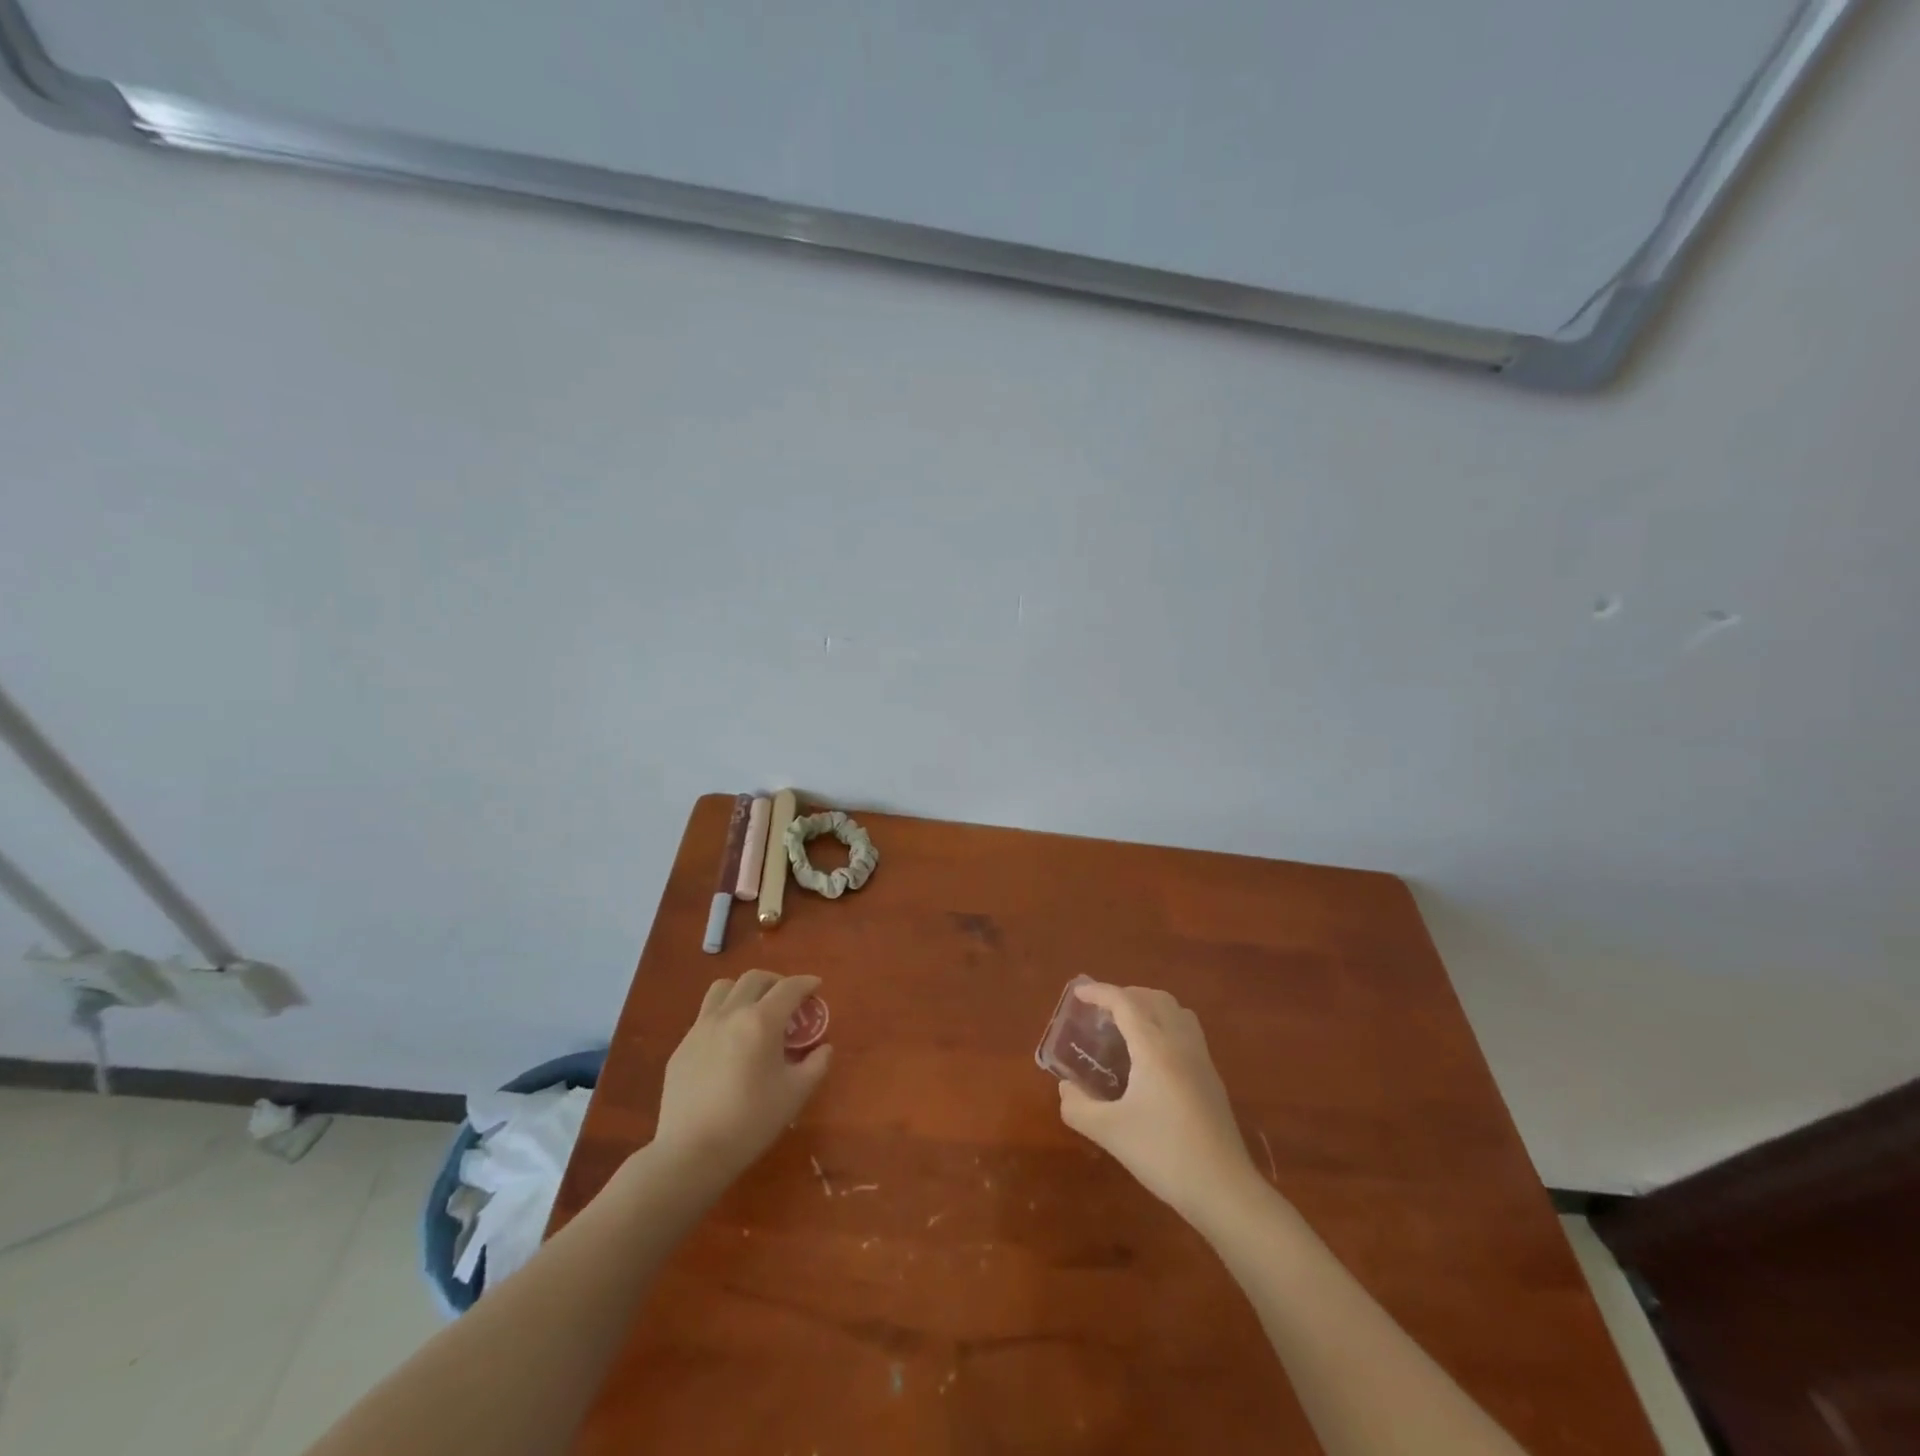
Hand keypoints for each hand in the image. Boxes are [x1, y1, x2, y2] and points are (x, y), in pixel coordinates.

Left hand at [651, 970, 831, 1184]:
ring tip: (754, 1009)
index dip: (806, 983)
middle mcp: (730, 1014)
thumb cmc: (751, 1121)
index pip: (789, 988)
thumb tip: (824, 1048)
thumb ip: (816, 1065)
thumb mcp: (795, 1094)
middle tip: (788, 1000)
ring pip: (723, 988)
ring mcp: (701, 1028)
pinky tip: (729, 1041)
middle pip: (755, 979)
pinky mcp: (682, 1046)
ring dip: (744, 990)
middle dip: (776, 982)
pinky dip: (723, 1015)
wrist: (691, 1153)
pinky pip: (705, 1015)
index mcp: (761, 1021)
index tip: (816, 986)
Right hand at [1056, 983, 1258, 1223]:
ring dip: (1149, 1006)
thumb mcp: (1110, 1132)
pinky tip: (1152, 1056)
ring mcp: (1201, 1059)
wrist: (1224, 1189)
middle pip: (1153, 998)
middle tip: (1100, 1012)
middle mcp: (1180, 1042)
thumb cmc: (1163, 1153)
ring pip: (1175, 1011)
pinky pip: (1187, 1031)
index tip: (1078, 992)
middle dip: (1125, 995)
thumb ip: (1078, 1107)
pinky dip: (1165, 1024)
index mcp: (1154, 1047)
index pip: (1124, 1002)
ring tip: (1127, 1026)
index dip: (1099, 992)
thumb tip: (1065, 1088)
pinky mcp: (1212, 1077)